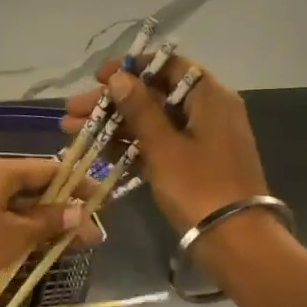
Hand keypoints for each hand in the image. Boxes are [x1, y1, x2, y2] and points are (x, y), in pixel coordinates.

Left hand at [0, 156, 98, 301]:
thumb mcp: (15, 235)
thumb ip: (48, 222)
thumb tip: (79, 212)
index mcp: (2, 171)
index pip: (51, 169)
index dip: (79, 185)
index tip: (103, 203)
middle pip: (35, 188)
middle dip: (63, 210)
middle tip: (89, 235)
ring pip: (19, 207)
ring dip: (43, 225)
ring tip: (69, 247)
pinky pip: (2, 220)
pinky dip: (21, 232)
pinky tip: (35, 251)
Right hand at [62, 56, 268, 232]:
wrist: (234, 240)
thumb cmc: (199, 186)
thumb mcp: (164, 146)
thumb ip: (139, 109)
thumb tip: (118, 77)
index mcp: (210, 97)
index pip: (168, 67)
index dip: (131, 68)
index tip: (97, 78)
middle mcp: (207, 111)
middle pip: (154, 96)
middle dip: (111, 103)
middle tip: (72, 111)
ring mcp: (199, 140)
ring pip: (150, 123)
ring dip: (113, 125)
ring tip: (72, 131)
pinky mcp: (191, 165)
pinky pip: (157, 145)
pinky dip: (129, 146)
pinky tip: (97, 150)